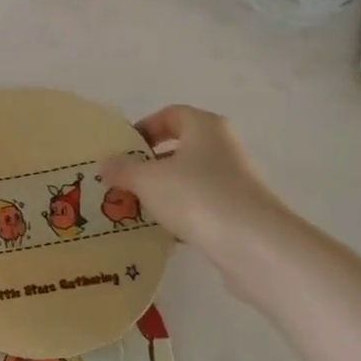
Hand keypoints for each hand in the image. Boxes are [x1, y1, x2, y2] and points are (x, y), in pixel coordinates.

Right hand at [99, 106, 298, 277]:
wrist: (254, 246)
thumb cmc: (196, 196)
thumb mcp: (147, 180)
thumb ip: (123, 169)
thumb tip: (106, 163)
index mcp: (205, 127)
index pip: (171, 114)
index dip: (145, 127)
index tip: (123, 149)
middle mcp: (223, 148)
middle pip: (181, 148)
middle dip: (150, 164)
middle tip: (123, 181)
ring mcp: (235, 181)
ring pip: (190, 180)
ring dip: (164, 192)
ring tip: (136, 209)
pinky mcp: (239, 213)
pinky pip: (202, 206)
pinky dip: (181, 215)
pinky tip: (162, 232)